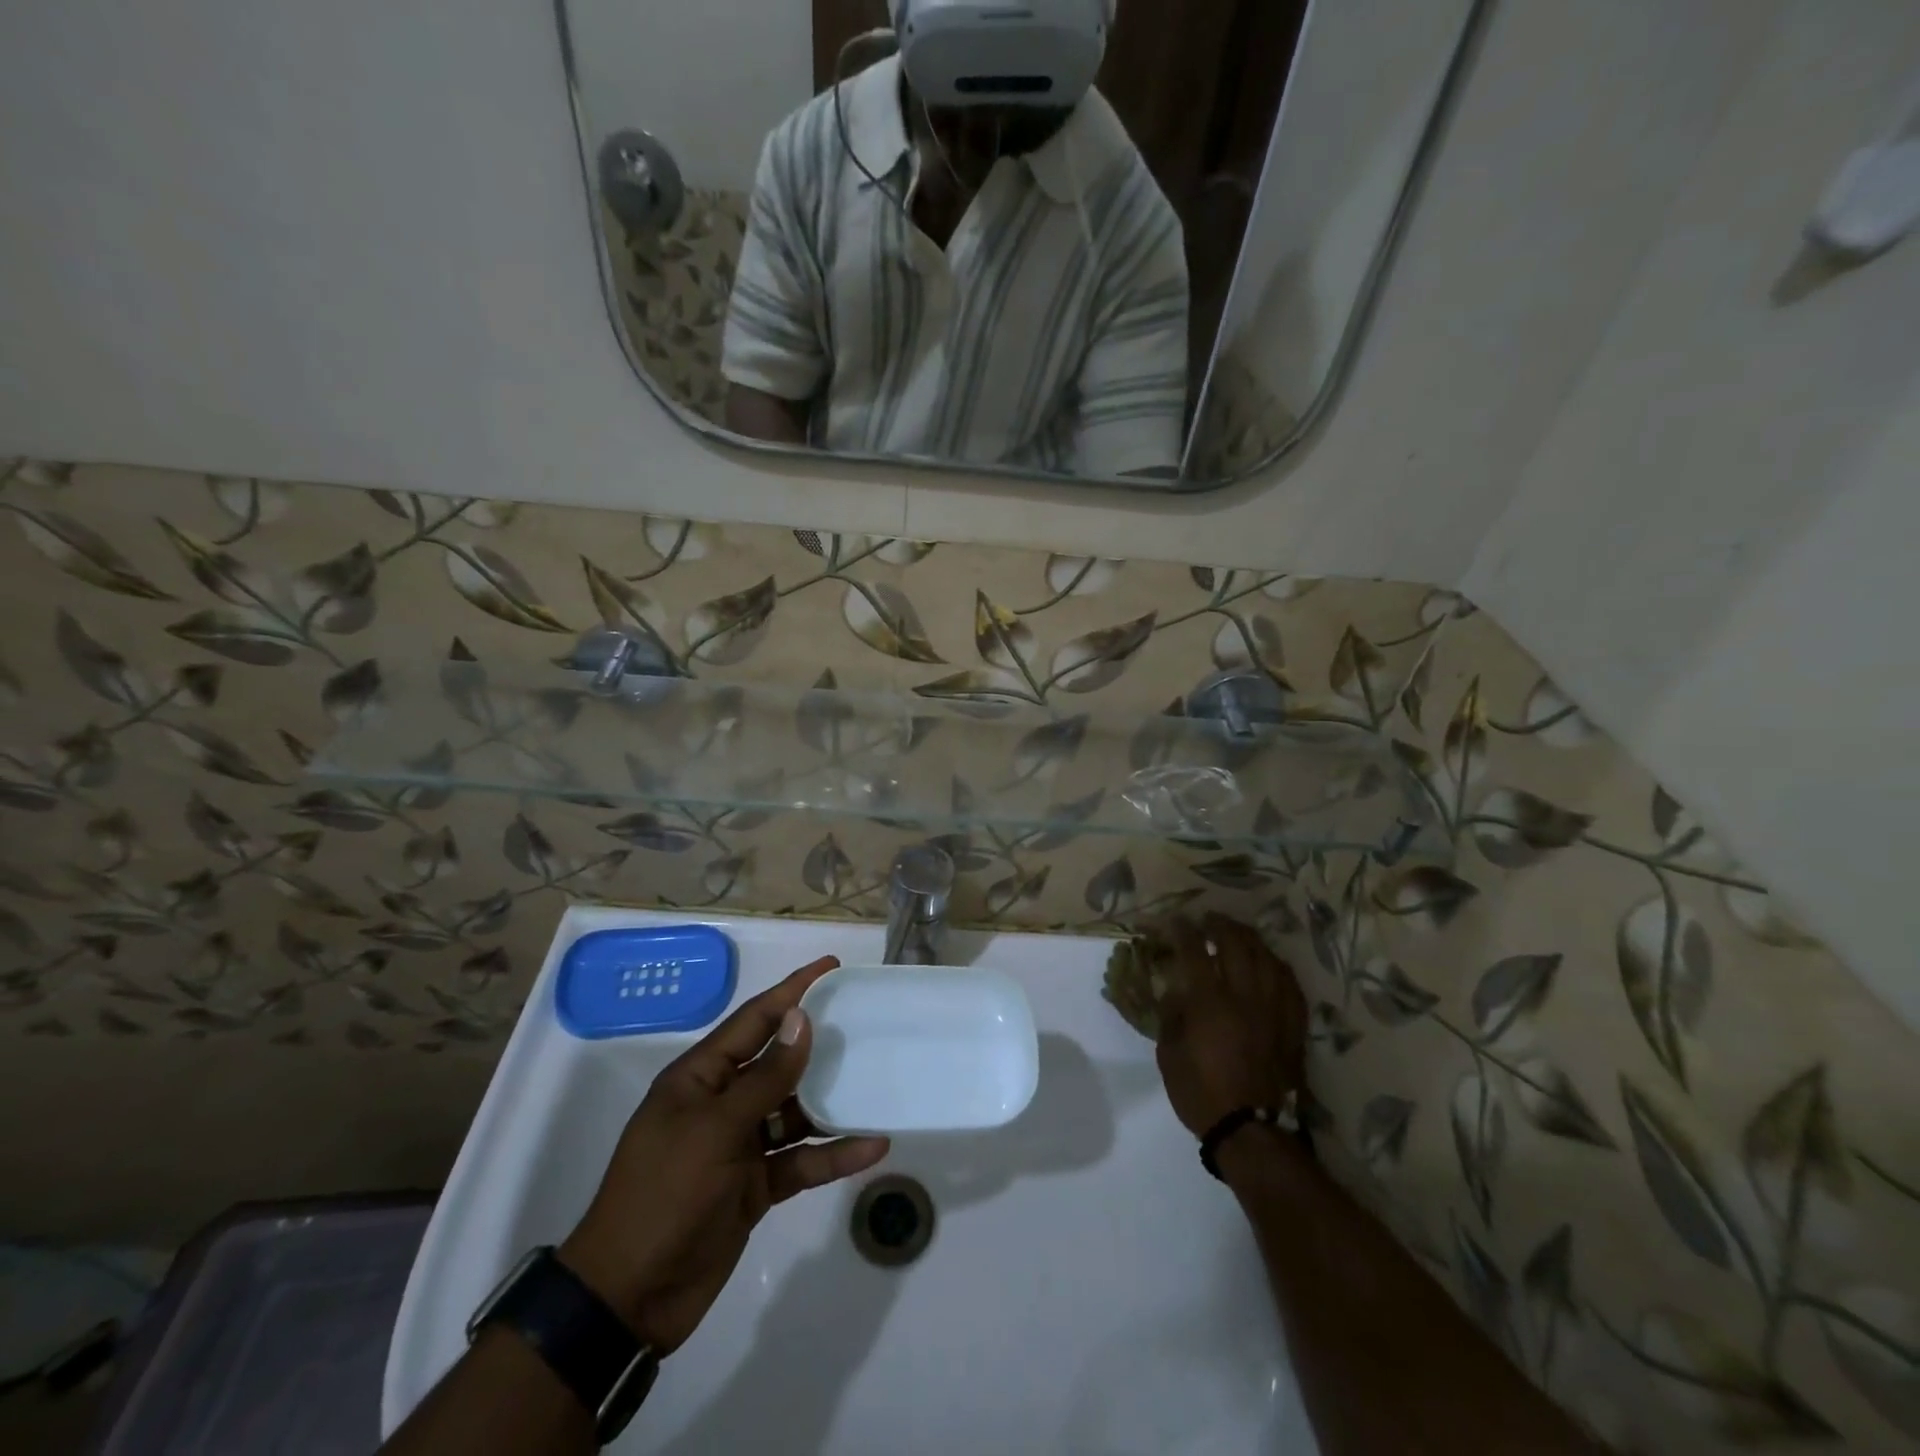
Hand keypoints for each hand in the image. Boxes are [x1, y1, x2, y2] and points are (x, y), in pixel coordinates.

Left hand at [559, 957, 889, 1354]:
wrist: (628, 1298)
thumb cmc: (664, 1195)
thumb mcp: (715, 1129)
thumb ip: (765, 1078)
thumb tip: (800, 1020)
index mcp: (701, 1077)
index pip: (754, 1020)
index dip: (792, 991)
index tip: (831, 967)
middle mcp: (723, 1102)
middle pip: (779, 1061)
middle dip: (818, 1042)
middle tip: (865, 1020)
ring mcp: (740, 1145)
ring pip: (796, 1111)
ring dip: (832, 1102)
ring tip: (877, 1082)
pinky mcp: (756, 1186)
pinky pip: (802, 1160)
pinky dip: (833, 1155)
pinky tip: (872, 1146)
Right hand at [1155, 915, 1307, 1139]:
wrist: (1251, 1131)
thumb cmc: (1201, 1093)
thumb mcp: (1168, 1053)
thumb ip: (1171, 1015)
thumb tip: (1175, 990)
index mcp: (1209, 1002)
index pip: (1194, 951)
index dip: (1182, 931)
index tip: (1174, 921)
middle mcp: (1244, 996)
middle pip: (1236, 944)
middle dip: (1219, 925)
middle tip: (1208, 920)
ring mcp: (1273, 1009)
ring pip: (1266, 958)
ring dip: (1249, 939)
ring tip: (1238, 934)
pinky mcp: (1292, 1025)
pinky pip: (1289, 983)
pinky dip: (1276, 966)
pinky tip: (1269, 964)